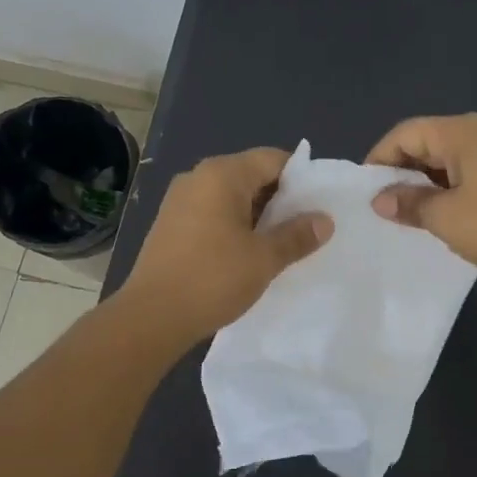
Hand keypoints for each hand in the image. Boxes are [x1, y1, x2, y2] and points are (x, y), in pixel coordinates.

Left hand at [120, 146, 332, 343]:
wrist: (151, 317)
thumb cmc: (213, 279)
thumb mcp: (264, 258)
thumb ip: (297, 235)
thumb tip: (324, 221)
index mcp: (222, 174)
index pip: (272, 159)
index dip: (301, 179)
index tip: (319, 206)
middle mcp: (198, 177)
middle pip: (251, 175)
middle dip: (280, 200)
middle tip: (305, 228)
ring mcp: (179, 201)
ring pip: (231, 197)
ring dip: (257, 217)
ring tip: (280, 244)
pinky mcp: (170, 224)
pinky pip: (212, 214)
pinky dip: (234, 227)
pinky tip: (247, 254)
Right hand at [368, 114, 476, 301]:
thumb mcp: (445, 217)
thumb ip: (408, 202)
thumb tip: (381, 199)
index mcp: (463, 132)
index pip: (407, 133)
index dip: (380, 158)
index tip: (365, 190)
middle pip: (429, 140)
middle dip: (402, 169)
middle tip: (384, 202)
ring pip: (450, 157)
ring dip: (426, 180)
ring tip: (409, 211)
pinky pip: (471, 170)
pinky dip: (450, 186)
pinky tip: (443, 212)